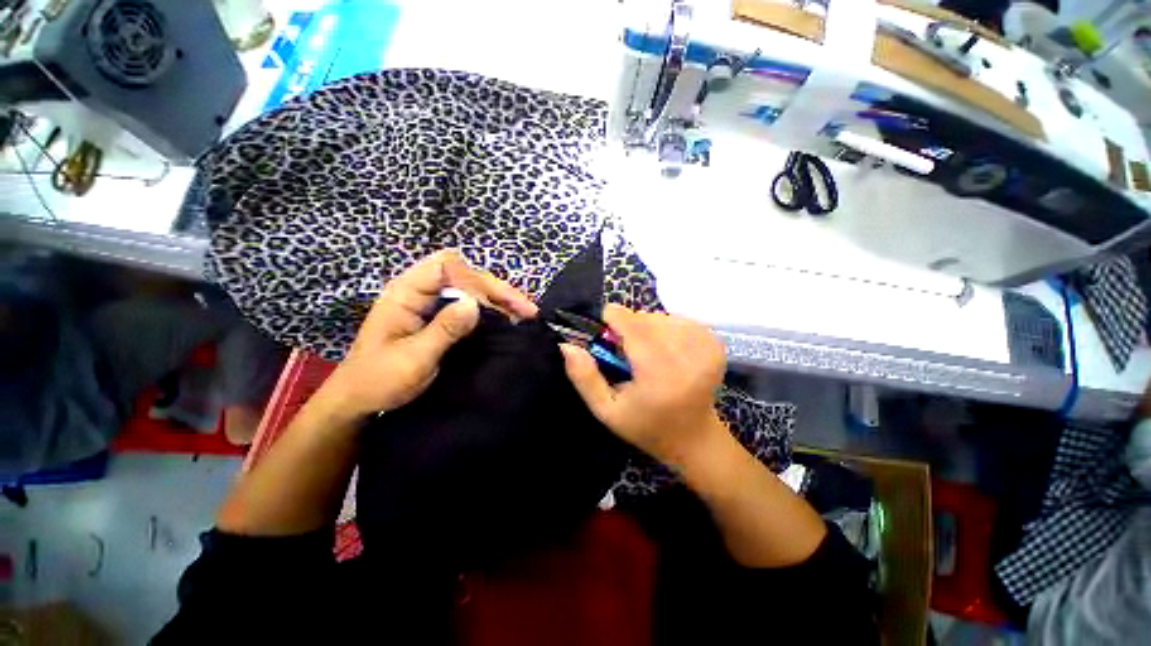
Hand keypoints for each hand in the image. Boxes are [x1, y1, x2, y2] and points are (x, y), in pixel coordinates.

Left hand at [319, 250, 537, 418]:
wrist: (360, 402)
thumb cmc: (379, 380)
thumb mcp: (413, 357)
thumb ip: (444, 329)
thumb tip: (475, 303)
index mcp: (406, 292)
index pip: (448, 267)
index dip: (478, 281)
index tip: (501, 305)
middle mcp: (421, 291)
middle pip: (466, 275)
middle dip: (498, 290)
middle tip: (527, 310)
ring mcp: (431, 304)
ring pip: (472, 290)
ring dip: (499, 300)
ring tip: (525, 314)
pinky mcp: (438, 318)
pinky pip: (469, 306)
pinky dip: (491, 311)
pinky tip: (507, 321)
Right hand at [560, 304, 726, 468]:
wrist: (694, 438)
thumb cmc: (646, 426)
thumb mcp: (606, 411)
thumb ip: (584, 378)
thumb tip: (567, 344)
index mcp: (659, 374)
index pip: (632, 324)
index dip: (612, 318)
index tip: (605, 329)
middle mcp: (687, 356)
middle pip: (645, 318)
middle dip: (628, 327)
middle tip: (625, 351)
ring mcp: (705, 348)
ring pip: (661, 317)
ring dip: (647, 328)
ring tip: (646, 353)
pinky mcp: (714, 344)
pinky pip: (679, 320)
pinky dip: (666, 329)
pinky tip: (665, 350)